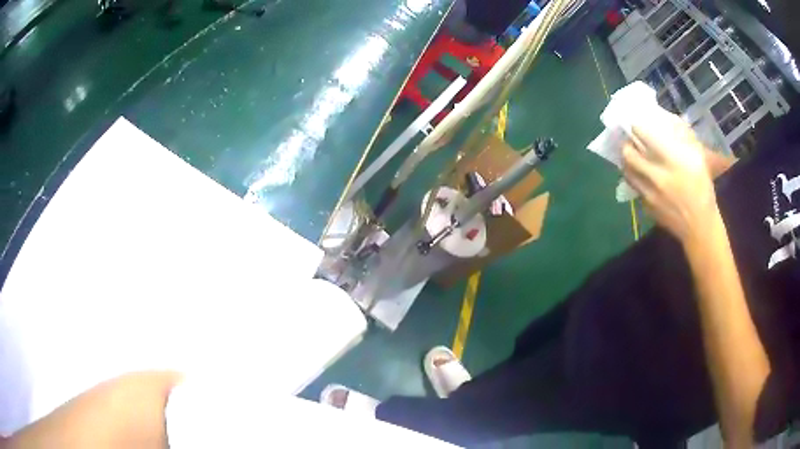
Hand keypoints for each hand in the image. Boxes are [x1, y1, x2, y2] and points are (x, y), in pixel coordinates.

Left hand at [622, 111, 718, 242]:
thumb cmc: (702, 188)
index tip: (636, 125)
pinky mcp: (646, 207)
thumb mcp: (698, 157)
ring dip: (627, 163)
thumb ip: (683, 138)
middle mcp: (656, 175)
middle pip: (628, 153)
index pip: (642, 134)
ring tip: (633, 159)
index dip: (637, 127)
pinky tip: (642, 178)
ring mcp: (649, 193)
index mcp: (671, 160)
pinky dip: (636, 180)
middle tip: (631, 142)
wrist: (699, 225)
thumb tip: (667, 122)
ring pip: (627, 171)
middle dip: (627, 145)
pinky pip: (635, 188)